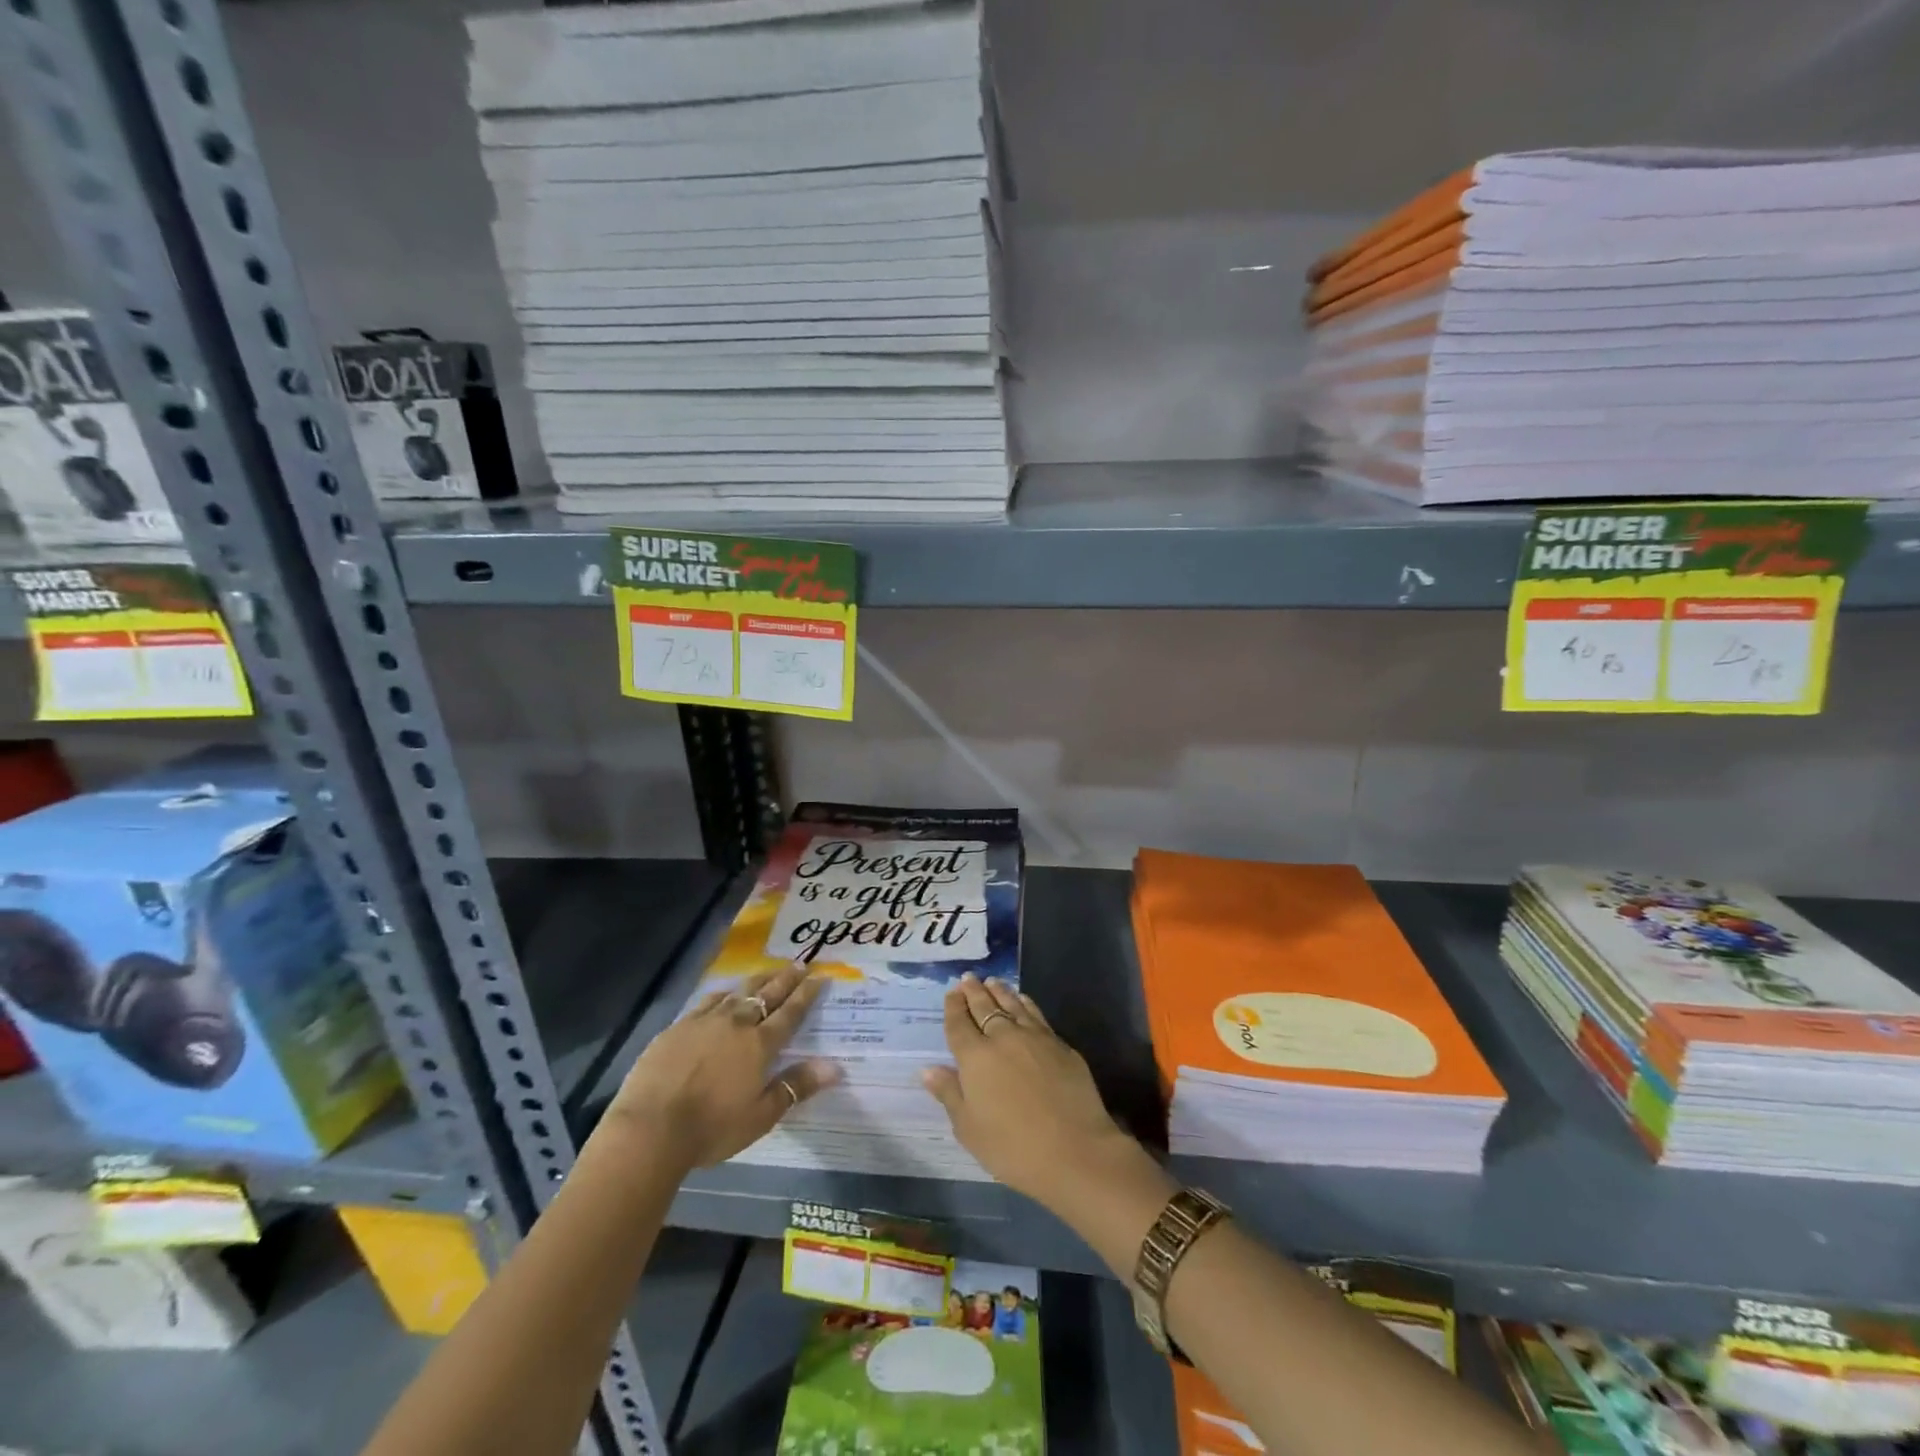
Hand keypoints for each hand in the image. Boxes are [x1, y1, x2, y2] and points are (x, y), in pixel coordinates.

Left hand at [606, 964, 840, 1171]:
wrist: (650, 1128)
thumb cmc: (712, 1128)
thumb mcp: (761, 1116)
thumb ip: (796, 1086)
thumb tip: (835, 1067)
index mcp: (760, 1045)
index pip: (790, 1012)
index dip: (806, 994)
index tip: (819, 976)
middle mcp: (736, 1024)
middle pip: (766, 994)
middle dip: (786, 978)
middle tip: (800, 963)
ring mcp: (705, 1022)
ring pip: (737, 992)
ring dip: (756, 981)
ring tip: (768, 972)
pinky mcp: (677, 1027)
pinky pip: (707, 1001)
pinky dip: (723, 994)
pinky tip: (723, 993)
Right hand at [921, 974, 1158, 1208]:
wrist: (1075, 1150)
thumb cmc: (1013, 1148)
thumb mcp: (970, 1129)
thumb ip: (950, 1094)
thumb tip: (928, 1069)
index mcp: (975, 1057)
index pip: (959, 1025)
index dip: (953, 1007)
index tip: (951, 993)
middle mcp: (1003, 1038)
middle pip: (985, 1007)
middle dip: (974, 992)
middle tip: (968, 978)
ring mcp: (1034, 1037)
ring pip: (1012, 1005)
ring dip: (999, 991)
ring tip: (992, 981)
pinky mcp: (1060, 1044)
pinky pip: (1036, 1014)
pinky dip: (1025, 1003)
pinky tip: (1023, 999)